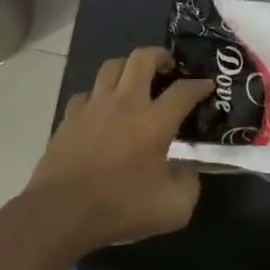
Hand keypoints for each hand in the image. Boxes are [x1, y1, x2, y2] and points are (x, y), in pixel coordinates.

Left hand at [26, 47, 212, 250]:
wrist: (62, 213)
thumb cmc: (121, 208)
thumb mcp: (174, 207)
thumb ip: (189, 183)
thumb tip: (187, 170)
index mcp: (154, 122)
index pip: (183, 91)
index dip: (200, 85)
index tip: (207, 86)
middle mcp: (125, 104)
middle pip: (142, 59)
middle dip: (160, 56)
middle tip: (169, 67)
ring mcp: (93, 107)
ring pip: (111, 66)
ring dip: (128, 68)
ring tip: (136, 81)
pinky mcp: (69, 119)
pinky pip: (86, 93)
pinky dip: (99, 95)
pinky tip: (103, 110)